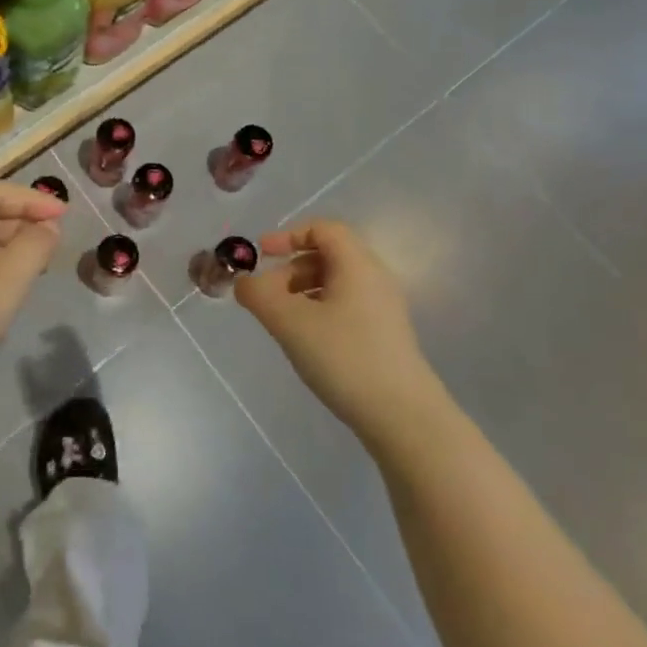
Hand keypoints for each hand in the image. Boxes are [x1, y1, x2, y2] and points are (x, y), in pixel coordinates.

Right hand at [233, 220, 439, 444]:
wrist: (403, 417)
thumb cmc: (345, 357)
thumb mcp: (290, 323)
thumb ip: (259, 295)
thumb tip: (243, 282)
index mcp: (357, 264)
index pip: (323, 229)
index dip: (288, 235)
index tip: (261, 255)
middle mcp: (375, 278)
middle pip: (328, 255)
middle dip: (291, 269)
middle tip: (267, 295)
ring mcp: (383, 308)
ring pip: (336, 283)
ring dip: (303, 292)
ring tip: (282, 321)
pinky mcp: (385, 335)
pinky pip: (346, 306)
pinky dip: (319, 310)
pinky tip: (307, 341)